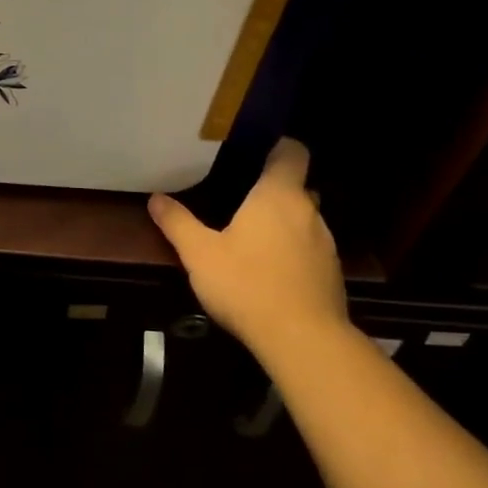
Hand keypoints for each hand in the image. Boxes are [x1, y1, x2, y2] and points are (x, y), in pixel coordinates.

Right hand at [148, 138, 347, 353]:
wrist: (303, 340)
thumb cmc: (248, 285)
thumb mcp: (200, 254)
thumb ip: (178, 223)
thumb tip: (156, 199)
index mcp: (278, 195)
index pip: (292, 152)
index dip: (278, 147)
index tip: (257, 151)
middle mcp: (308, 211)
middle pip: (297, 187)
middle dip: (273, 190)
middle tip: (242, 198)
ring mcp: (326, 244)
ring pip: (304, 220)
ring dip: (283, 224)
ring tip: (253, 238)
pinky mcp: (332, 274)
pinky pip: (310, 250)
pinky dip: (293, 252)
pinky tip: (270, 272)